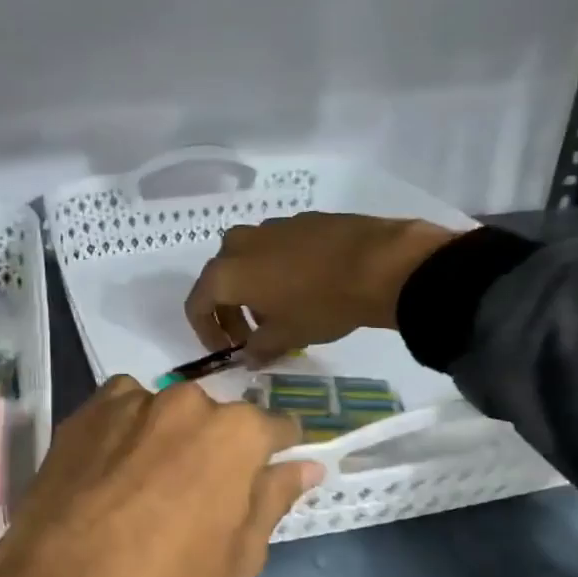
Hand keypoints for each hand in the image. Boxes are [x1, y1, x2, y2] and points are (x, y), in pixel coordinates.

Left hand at [0, 378, 322, 576]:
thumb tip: (305, 466)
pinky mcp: (83, 413)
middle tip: (195, 494)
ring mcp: (129, 402)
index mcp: (234, 433)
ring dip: (165, 437)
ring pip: (163, 412)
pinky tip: (110, 473)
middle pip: (213, 418)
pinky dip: (123, 432)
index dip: (273, 451)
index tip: (266, 471)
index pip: (273, 427)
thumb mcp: (239, 556)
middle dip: (213, 447)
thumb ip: (273, 498)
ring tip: (145, 486)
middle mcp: (184, 402)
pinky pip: (119, 412)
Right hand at [184, 213, 460, 364]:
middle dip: (230, 312)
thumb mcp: (286, 336)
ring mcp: (270, 227)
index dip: (206, 332)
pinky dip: (277, 269)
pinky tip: (305, 287)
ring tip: (280, 313)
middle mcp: (238, 244)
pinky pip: (275, 248)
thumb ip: (258, 348)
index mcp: (225, 273)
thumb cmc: (321, 305)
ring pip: (248, 261)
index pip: (197, 305)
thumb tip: (248, 356)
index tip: (225, 350)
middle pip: (220, 280)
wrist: (380, 263)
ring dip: (253, 289)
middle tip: (252, 338)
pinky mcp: (300, 220)